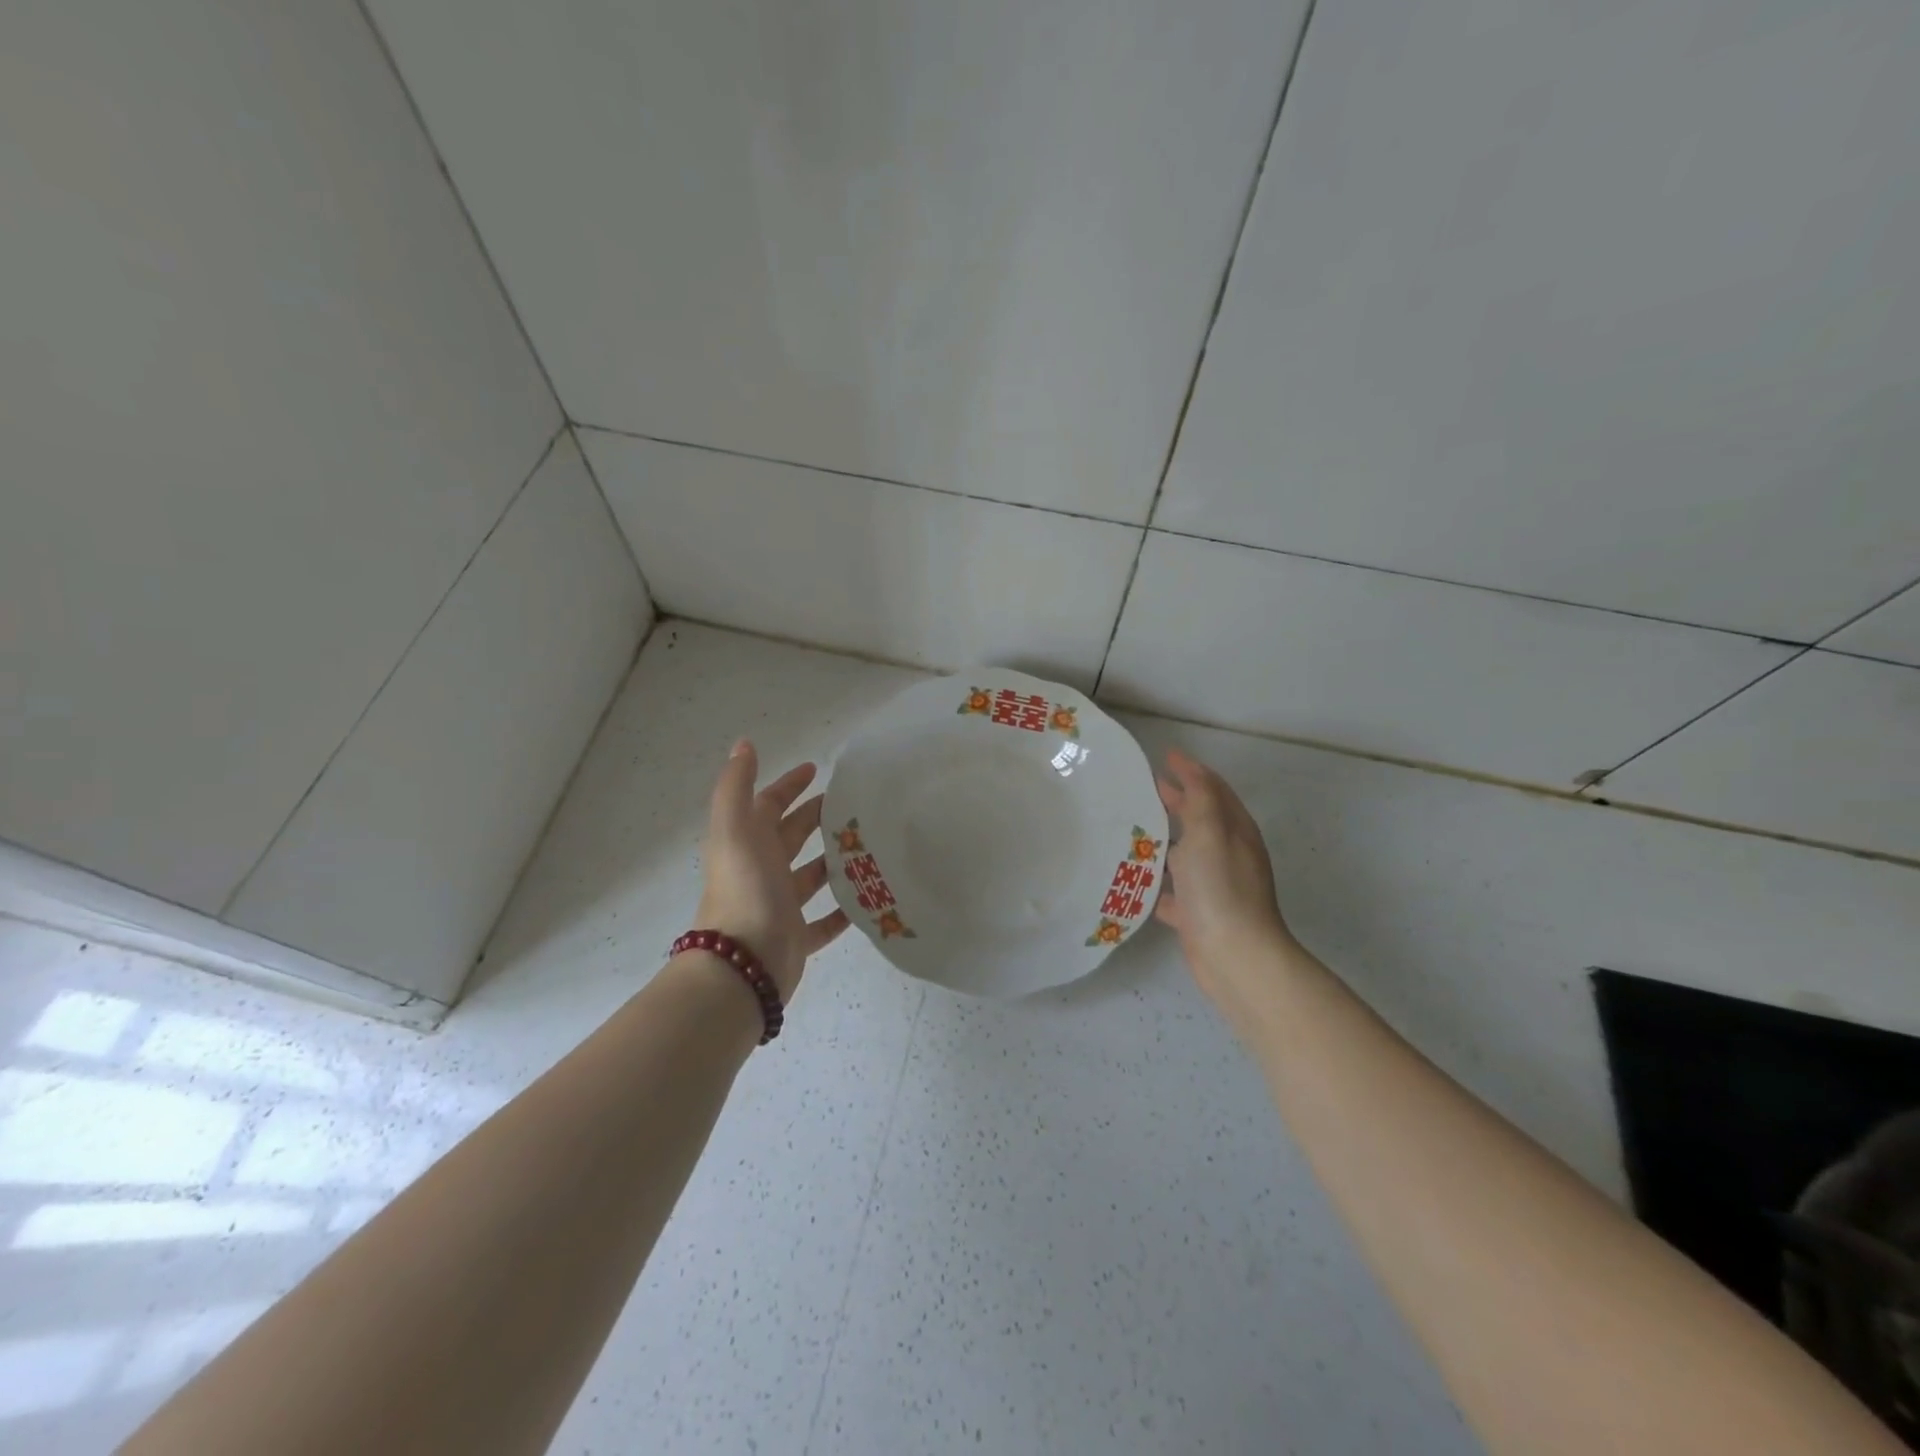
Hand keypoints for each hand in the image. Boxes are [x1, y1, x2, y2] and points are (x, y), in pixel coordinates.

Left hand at [694, 740, 849, 999]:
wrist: (743, 964)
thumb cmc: (744, 889)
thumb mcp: (735, 828)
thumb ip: (736, 785)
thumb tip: (744, 743)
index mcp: (747, 842)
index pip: (769, 804)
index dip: (789, 785)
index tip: (817, 769)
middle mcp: (762, 870)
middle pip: (793, 836)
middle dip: (818, 817)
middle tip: (855, 805)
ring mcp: (780, 905)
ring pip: (812, 876)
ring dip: (835, 860)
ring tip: (872, 845)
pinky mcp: (797, 937)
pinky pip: (825, 920)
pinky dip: (844, 909)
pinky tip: (869, 897)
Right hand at [1154, 748, 1296, 1004]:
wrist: (1235, 956)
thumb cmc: (1221, 888)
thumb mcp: (1211, 832)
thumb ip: (1201, 798)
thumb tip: (1190, 770)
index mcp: (1234, 832)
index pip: (1214, 790)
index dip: (1192, 771)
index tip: (1165, 756)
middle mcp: (1227, 856)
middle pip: (1199, 820)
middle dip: (1175, 801)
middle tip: (1144, 787)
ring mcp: (1213, 887)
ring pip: (1184, 856)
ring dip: (1161, 841)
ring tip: (1129, 829)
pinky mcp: (1197, 915)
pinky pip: (1171, 892)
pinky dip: (1155, 883)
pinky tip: (1132, 880)